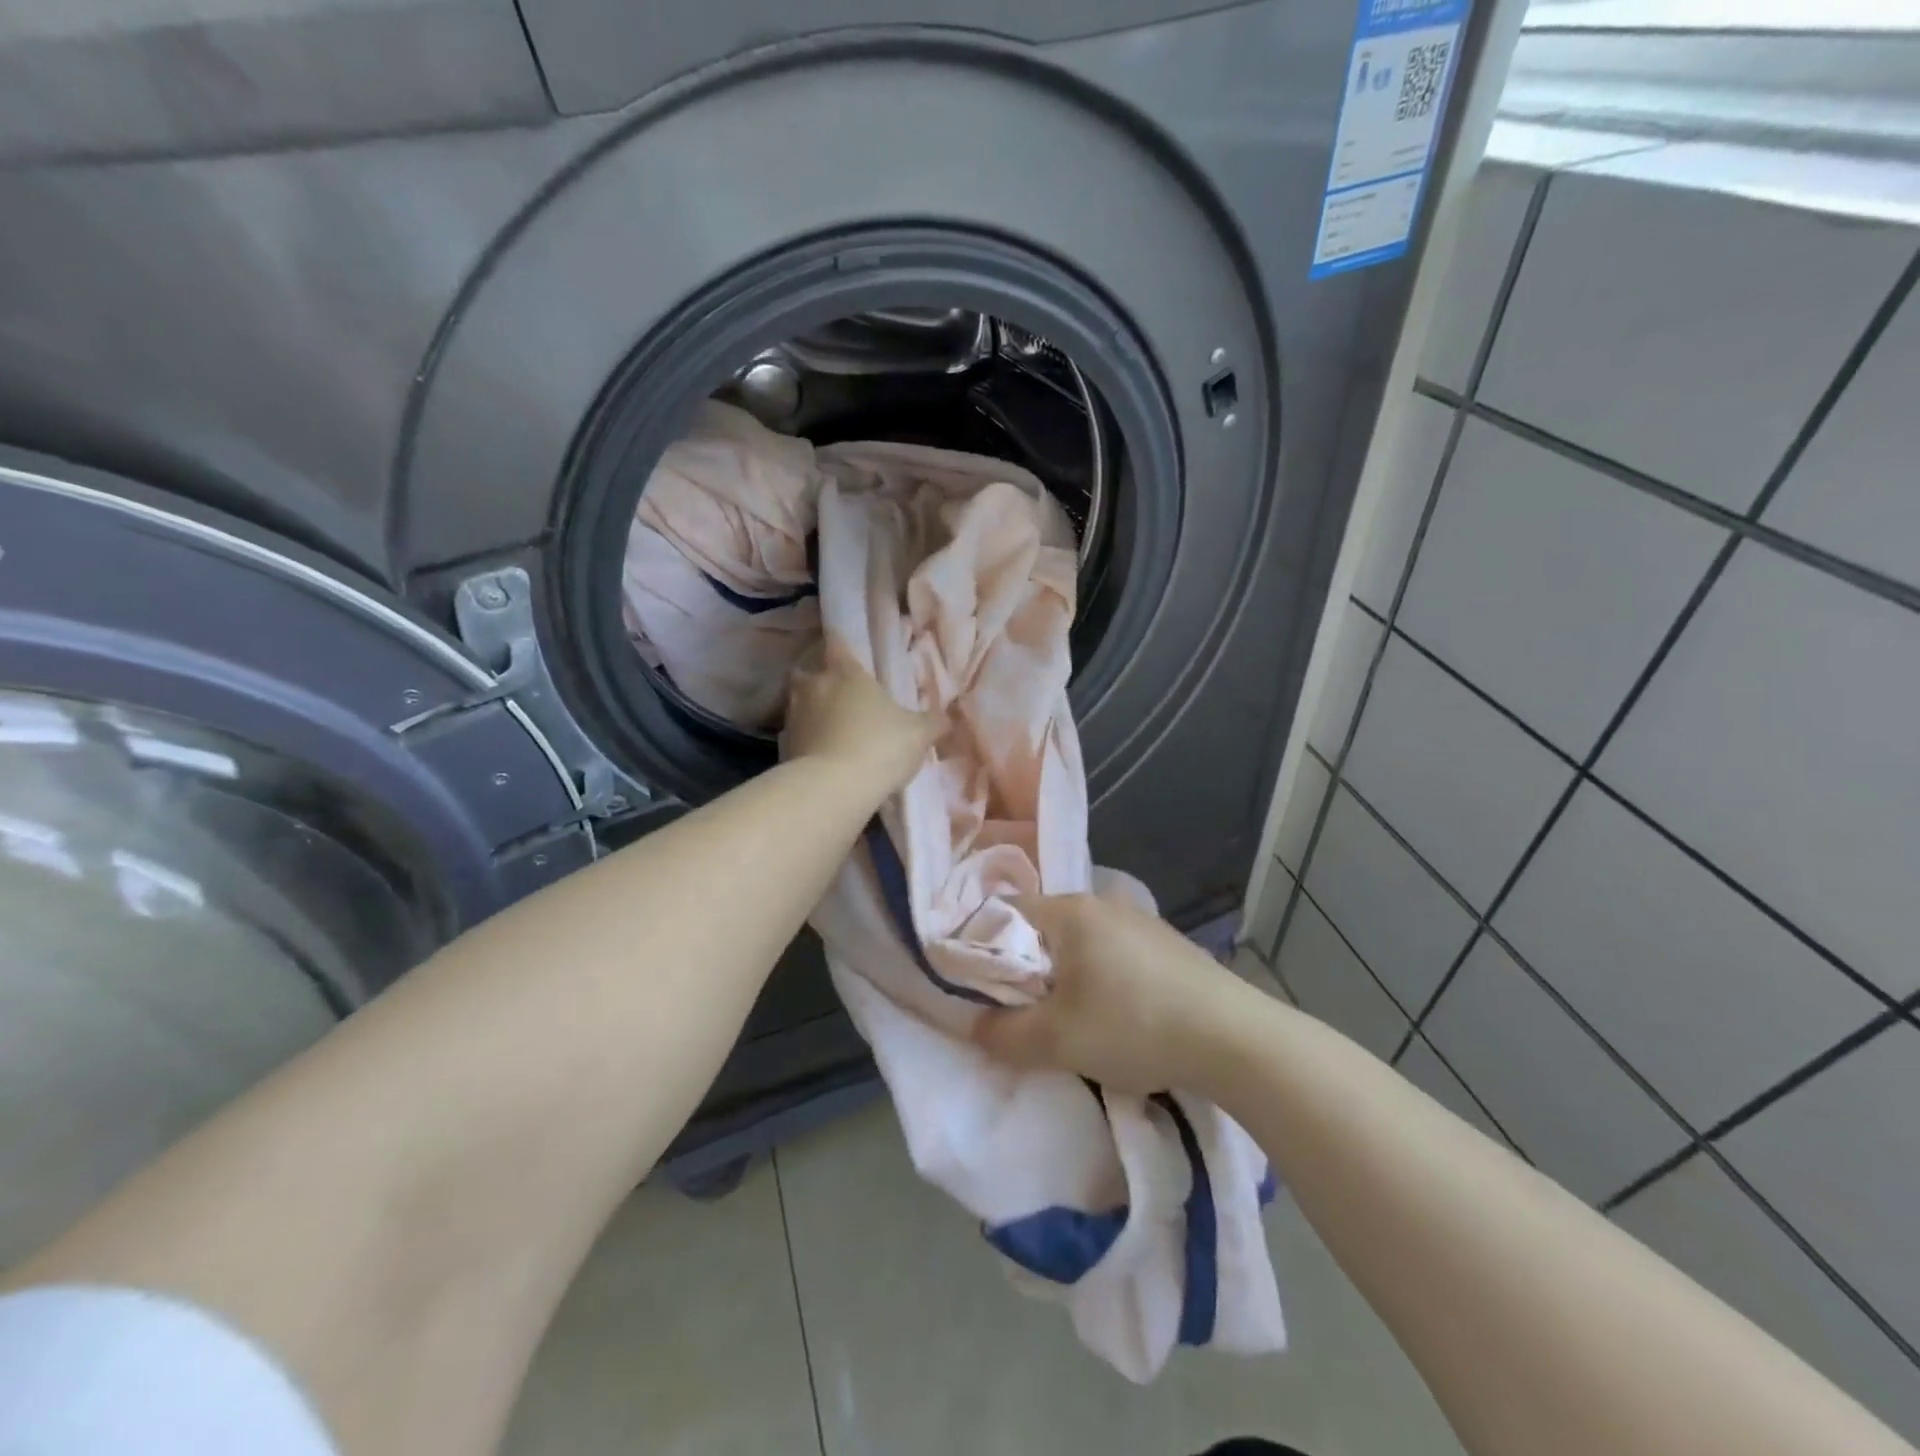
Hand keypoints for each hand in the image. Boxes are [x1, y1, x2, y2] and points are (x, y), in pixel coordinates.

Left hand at [781, 640, 944, 794]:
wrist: (834, 788)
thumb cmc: (880, 746)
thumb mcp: (919, 734)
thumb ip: (932, 722)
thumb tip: (946, 718)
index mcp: (847, 673)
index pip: (838, 645)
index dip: (841, 645)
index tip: (845, 650)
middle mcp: (815, 686)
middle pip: (808, 671)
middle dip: (818, 677)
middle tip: (836, 690)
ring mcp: (794, 715)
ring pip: (799, 702)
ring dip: (811, 709)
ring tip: (830, 725)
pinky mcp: (784, 746)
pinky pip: (796, 734)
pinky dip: (806, 739)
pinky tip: (821, 752)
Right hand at [971, 890, 1255, 1094]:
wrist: (1234, 1038)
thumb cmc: (1133, 1025)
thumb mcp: (1057, 1040)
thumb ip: (1002, 1034)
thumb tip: (969, 1027)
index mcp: (1070, 910)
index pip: (1004, 913)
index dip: (980, 948)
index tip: (978, 989)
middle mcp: (1102, 903)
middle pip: (1041, 929)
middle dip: (1024, 969)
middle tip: (1020, 1012)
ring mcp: (1139, 920)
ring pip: (1078, 943)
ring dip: (1063, 976)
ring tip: (1067, 1019)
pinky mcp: (1165, 944)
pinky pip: (1111, 953)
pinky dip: (1098, 978)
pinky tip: (1114, 1013)